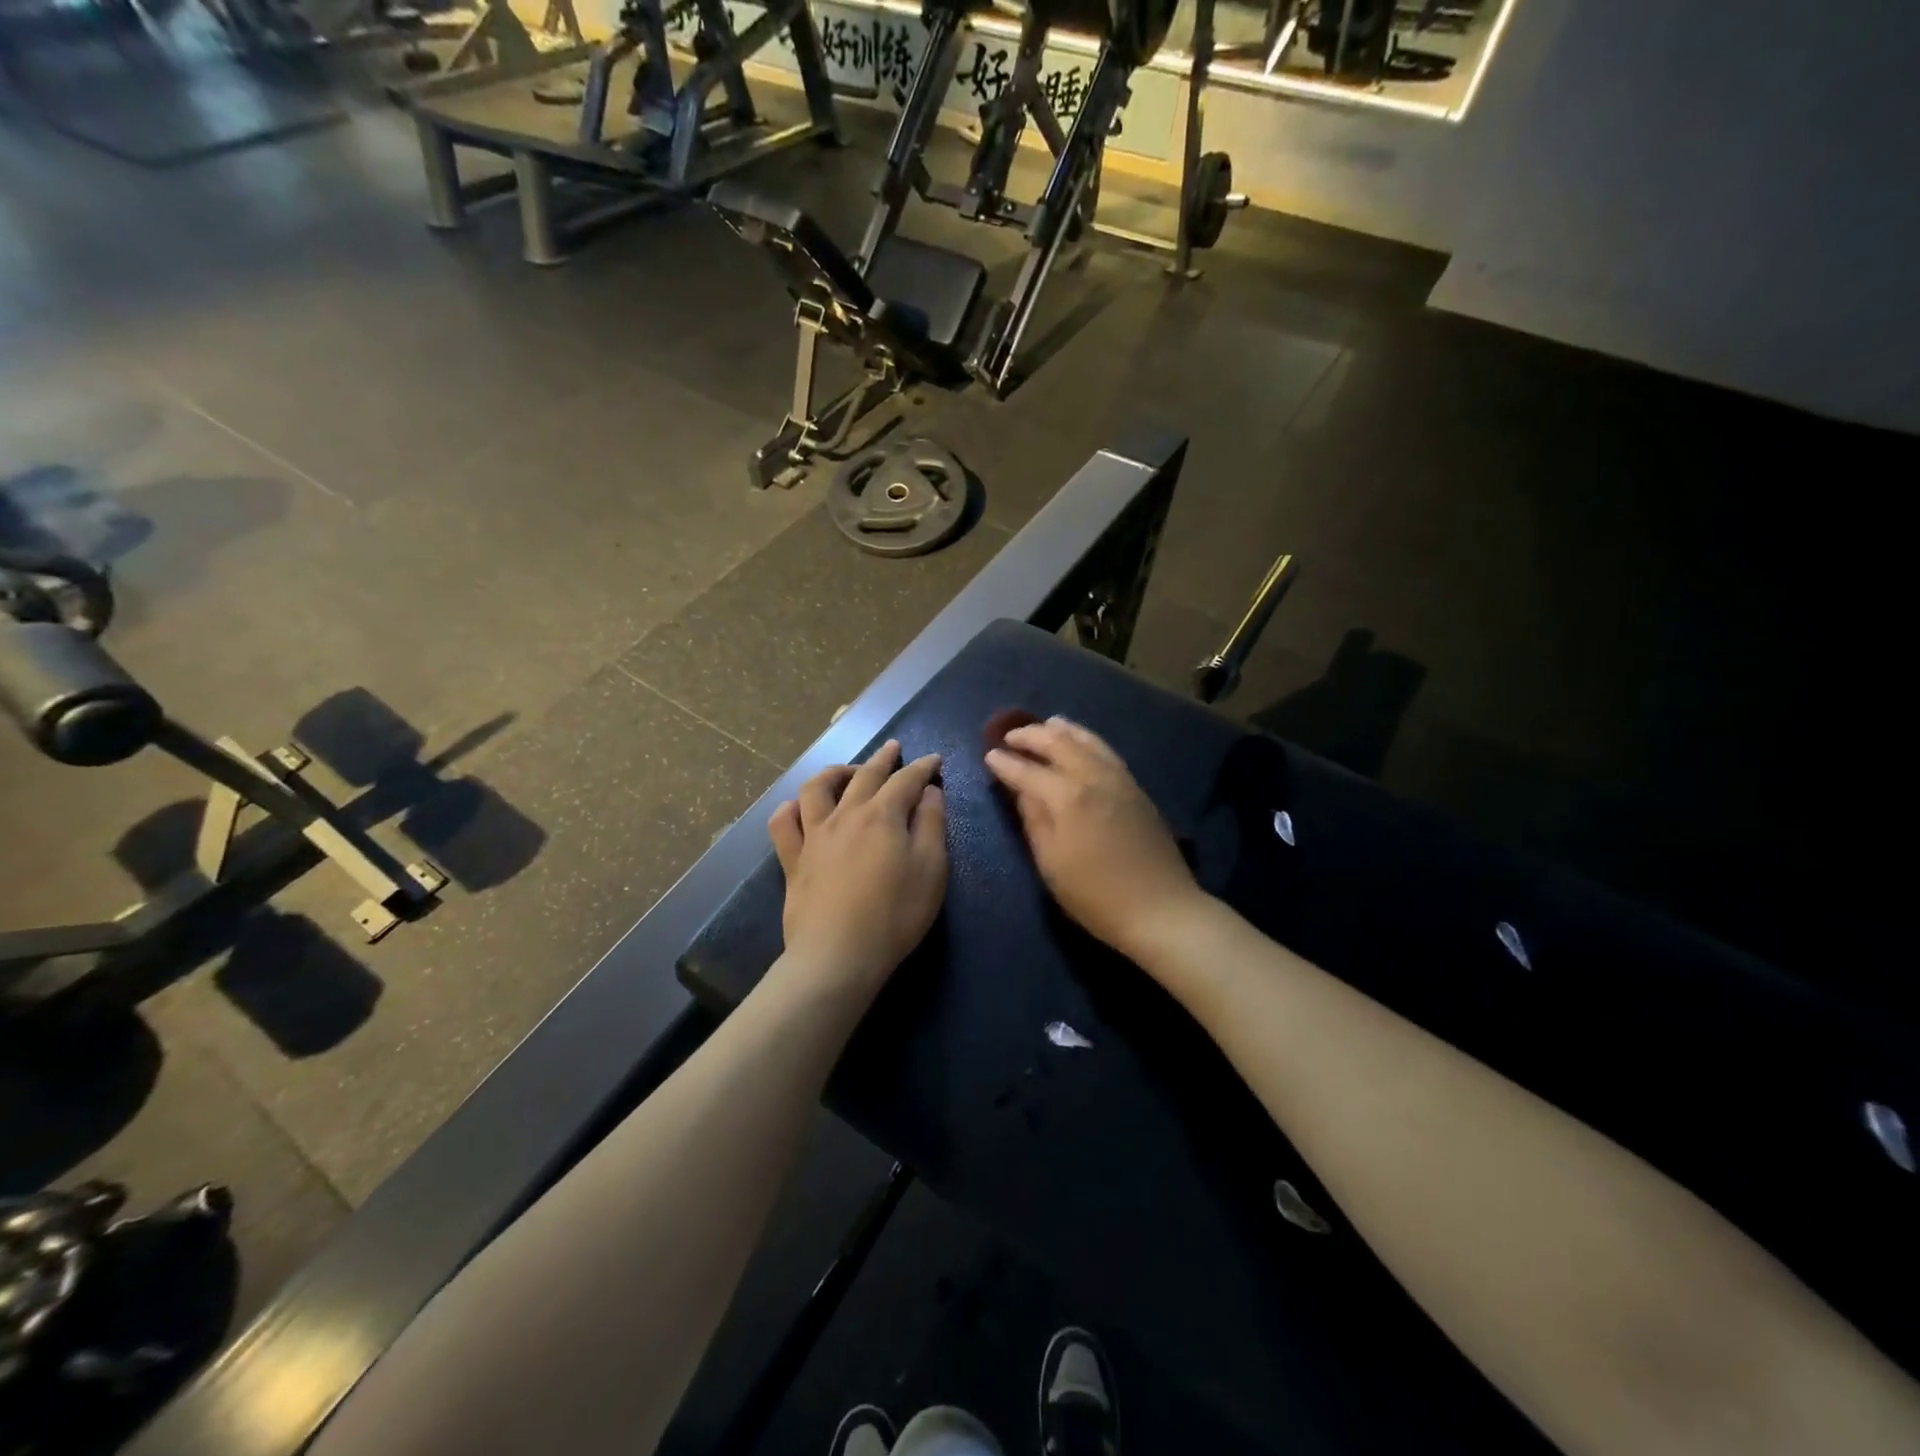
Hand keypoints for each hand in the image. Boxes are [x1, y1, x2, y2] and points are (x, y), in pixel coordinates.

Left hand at [768, 741, 947, 999]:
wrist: (838, 955)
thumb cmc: (895, 914)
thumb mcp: (931, 870)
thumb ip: (932, 825)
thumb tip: (930, 792)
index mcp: (883, 815)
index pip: (906, 780)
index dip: (922, 767)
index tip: (934, 760)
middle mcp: (846, 814)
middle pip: (865, 775)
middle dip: (883, 758)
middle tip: (893, 748)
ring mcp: (814, 835)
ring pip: (818, 787)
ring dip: (835, 772)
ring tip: (848, 771)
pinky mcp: (793, 860)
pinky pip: (783, 823)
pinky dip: (790, 808)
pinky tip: (799, 808)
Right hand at [985, 717, 1203, 961]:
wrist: (1160, 909)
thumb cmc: (1095, 896)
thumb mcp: (1051, 863)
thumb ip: (1034, 820)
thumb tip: (1021, 790)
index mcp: (1068, 797)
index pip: (1028, 771)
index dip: (1006, 763)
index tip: (989, 755)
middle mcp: (1093, 777)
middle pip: (1059, 743)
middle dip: (1031, 736)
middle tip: (1010, 736)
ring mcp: (1119, 780)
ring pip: (1088, 741)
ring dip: (1063, 730)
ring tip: (1046, 724)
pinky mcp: (1136, 788)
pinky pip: (1106, 751)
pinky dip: (1087, 740)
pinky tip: (1082, 743)